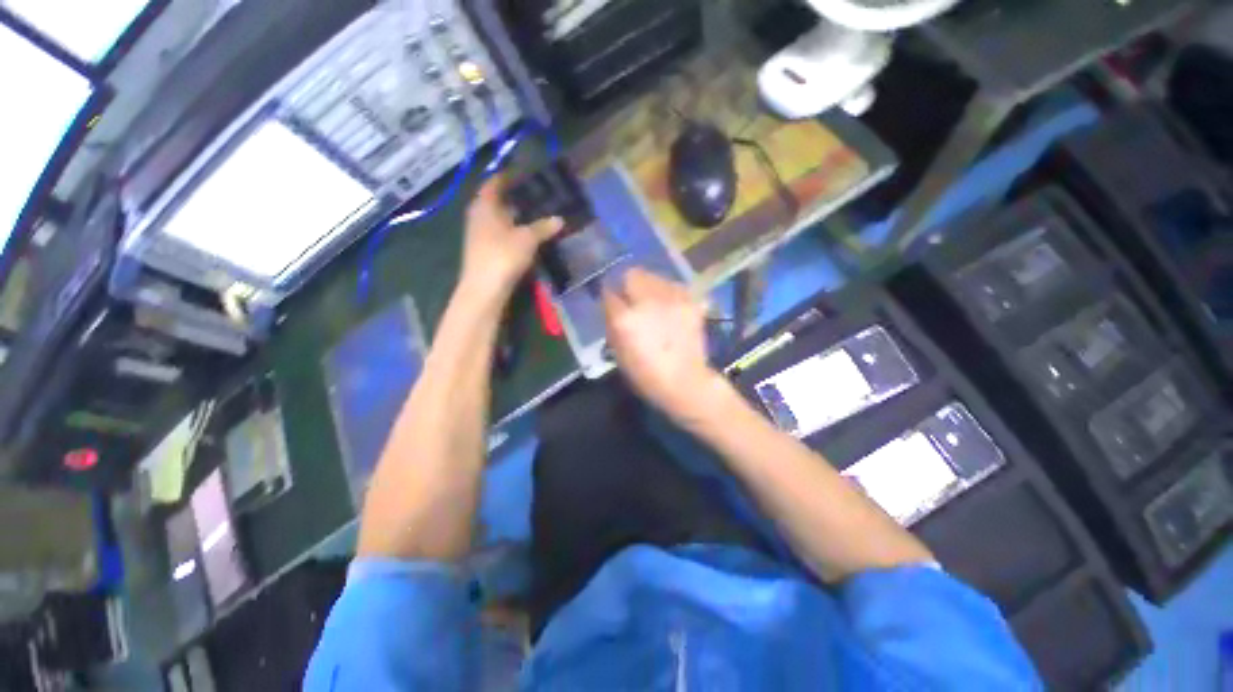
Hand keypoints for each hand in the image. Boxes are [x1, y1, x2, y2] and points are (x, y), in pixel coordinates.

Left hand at [460, 176, 562, 304]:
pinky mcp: (484, 250)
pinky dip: (511, 230)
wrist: (484, 288)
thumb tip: (560, 219)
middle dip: (513, 197)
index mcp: (484, 205)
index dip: (506, 177)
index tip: (522, 174)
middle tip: (535, 194)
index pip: (493, 183)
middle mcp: (478, 216)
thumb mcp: (527, 239)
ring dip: (513, 216)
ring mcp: (479, 234)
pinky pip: (499, 233)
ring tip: (535, 213)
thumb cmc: (503, 255)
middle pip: (495, 201)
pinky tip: (526, 235)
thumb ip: (543, 227)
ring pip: (497, 219)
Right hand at [602, 268, 723, 419]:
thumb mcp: (619, 353)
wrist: (685, 382)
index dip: (609, 296)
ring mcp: (671, 299)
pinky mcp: (690, 302)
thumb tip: (613, 307)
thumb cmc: (646, 375)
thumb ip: (613, 325)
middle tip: (631, 297)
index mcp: (625, 319)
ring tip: (652, 301)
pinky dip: (668, 292)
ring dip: (648, 286)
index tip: (611, 300)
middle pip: (632, 274)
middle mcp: (647, 302)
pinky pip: (673, 286)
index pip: (609, 292)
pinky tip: (669, 306)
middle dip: (628, 284)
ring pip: (654, 276)